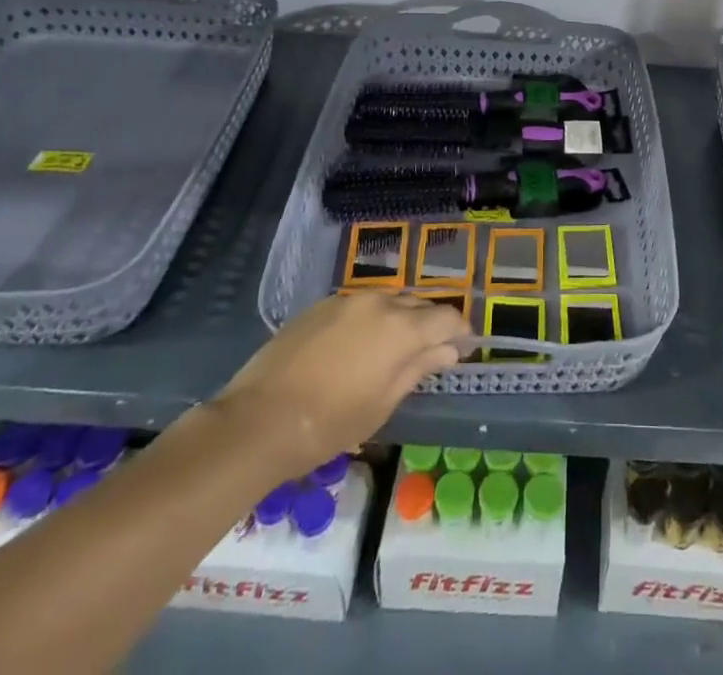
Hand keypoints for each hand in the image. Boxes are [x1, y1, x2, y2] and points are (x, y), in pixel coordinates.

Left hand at [213, 293, 468, 472]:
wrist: (258, 420)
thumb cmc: (329, 423)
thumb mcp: (383, 403)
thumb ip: (418, 369)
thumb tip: (448, 351)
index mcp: (401, 328)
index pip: (446, 317)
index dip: (460, 330)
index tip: (464, 346)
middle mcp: (379, 302)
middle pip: (418, 303)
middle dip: (430, 323)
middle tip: (432, 349)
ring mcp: (348, 299)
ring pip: (389, 300)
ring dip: (400, 317)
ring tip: (396, 346)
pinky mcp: (322, 305)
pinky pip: (360, 305)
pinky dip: (371, 319)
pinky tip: (361, 344)